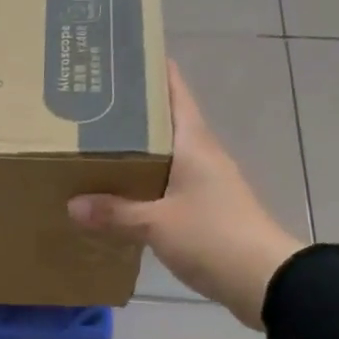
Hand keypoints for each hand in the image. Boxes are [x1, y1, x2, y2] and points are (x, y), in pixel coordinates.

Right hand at [68, 61, 303, 328]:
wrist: (265, 280)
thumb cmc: (214, 237)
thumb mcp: (157, 224)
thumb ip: (115, 213)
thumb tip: (72, 204)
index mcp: (194, 143)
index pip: (174, 91)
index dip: (150, 69)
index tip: (117, 57)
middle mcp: (201, 154)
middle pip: (163, 121)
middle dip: (129, 112)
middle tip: (86, 105)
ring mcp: (205, 181)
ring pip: (163, 154)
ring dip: (134, 149)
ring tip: (91, 146)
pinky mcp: (204, 208)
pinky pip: (166, 184)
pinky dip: (142, 182)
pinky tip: (116, 193)